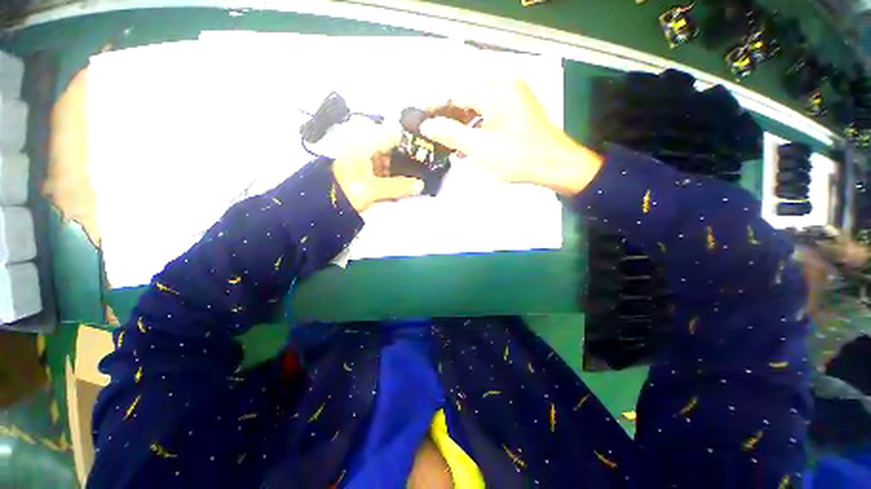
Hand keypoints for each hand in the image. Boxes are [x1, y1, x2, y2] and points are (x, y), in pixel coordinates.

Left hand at [332, 126, 424, 211]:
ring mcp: (363, 161)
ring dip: (400, 172)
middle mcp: (364, 149)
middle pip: (391, 150)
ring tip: (416, 180)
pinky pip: (381, 173)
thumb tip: (420, 185)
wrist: (321, 205)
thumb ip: (398, 186)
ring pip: (387, 163)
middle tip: (423, 169)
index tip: (424, 152)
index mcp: (365, 144)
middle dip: (406, 161)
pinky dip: (391, 179)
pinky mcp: (362, 173)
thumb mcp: (374, 188)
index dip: (409, 142)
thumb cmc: (347, 190)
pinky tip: (402, 187)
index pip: (392, 135)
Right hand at [420, 79, 603, 195]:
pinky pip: (489, 109)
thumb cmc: (517, 157)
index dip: (435, 108)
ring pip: (477, 103)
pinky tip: (470, 142)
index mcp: (494, 89)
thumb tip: (426, 125)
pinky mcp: (517, 105)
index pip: (454, 94)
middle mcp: (504, 83)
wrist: (554, 164)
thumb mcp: (479, 148)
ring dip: (463, 123)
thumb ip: (450, 134)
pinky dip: (477, 124)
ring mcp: (513, 93)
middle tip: (435, 135)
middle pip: (465, 96)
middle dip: (449, 117)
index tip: (421, 121)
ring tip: (451, 144)